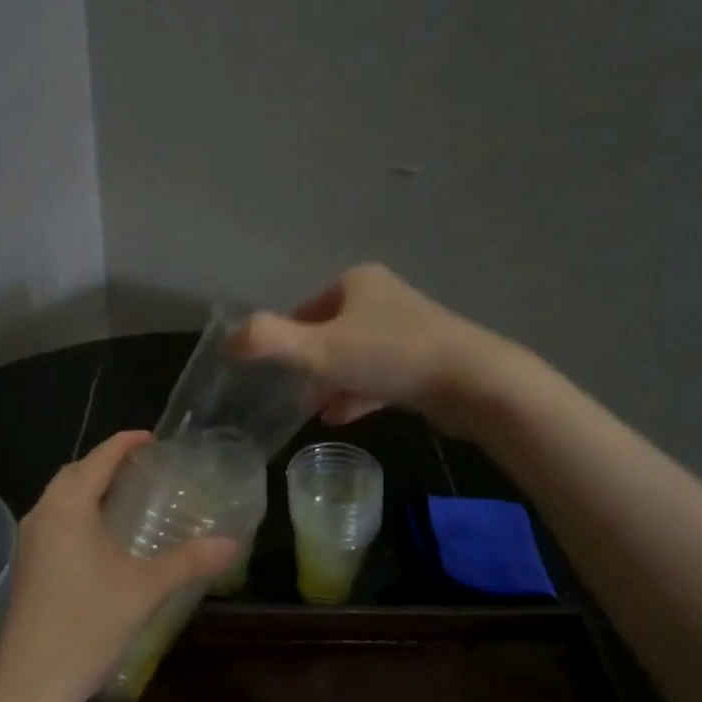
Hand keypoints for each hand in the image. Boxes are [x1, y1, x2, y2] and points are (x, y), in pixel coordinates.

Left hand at [0, 431, 237, 701]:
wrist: (33, 680)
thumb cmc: (89, 624)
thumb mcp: (146, 588)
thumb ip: (189, 561)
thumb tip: (232, 543)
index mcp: (68, 507)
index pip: (99, 459)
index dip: (125, 443)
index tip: (152, 438)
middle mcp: (42, 514)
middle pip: (74, 473)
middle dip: (106, 463)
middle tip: (142, 467)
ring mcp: (29, 540)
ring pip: (60, 497)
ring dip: (89, 488)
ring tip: (125, 496)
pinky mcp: (25, 564)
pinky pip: (53, 519)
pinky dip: (78, 512)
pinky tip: (100, 536)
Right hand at [238, 263, 499, 433]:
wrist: (473, 382)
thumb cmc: (389, 356)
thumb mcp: (318, 349)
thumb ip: (267, 342)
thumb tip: (228, 340)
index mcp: (357, 283)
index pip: (306, 308)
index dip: (284, 338)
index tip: (271, 371)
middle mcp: (384, 299)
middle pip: (330, 332)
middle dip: (309, 364)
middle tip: (288, 393)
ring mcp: (409, 330)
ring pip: (356, 356)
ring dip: (331, 382)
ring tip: (310, 411)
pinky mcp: (426, 362)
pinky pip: (380, 376)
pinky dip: (358, 394)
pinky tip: (340, 418)